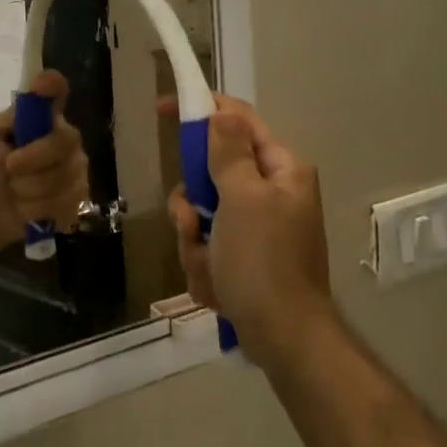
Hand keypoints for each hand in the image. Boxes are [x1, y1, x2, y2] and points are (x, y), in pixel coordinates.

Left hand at [0, 71, 90, 244]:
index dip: (52, 87)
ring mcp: (78, 168)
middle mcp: (67, 138)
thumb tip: (30, 102)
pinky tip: (28, 209)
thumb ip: (6, 120)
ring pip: (60, 178)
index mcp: (45, 117)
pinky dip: (37, 210)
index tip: (42, 86)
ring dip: (27, 190)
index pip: (56, 90)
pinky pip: (63, 203)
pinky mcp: (81, 197)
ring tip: (15, 192)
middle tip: (9, 168)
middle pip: (61, 142)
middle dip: (31, 160)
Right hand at [164, 95, 336, 363]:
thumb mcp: (243, 198)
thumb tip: (222, 112)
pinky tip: (217, 287)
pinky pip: (206, 247)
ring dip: (195, 241)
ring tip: (210, 265)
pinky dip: (204, 266)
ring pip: (201, 215)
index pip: (238, 121)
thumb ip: (229, 152)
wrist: (282, 337)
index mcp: (281, 170)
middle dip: (193, 204)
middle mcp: (270, 193)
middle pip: (210, 175)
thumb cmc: (264, 261)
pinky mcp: (244, 259)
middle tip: (193, 221)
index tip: (163, 108)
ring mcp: (256, 229)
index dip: (202, 110)